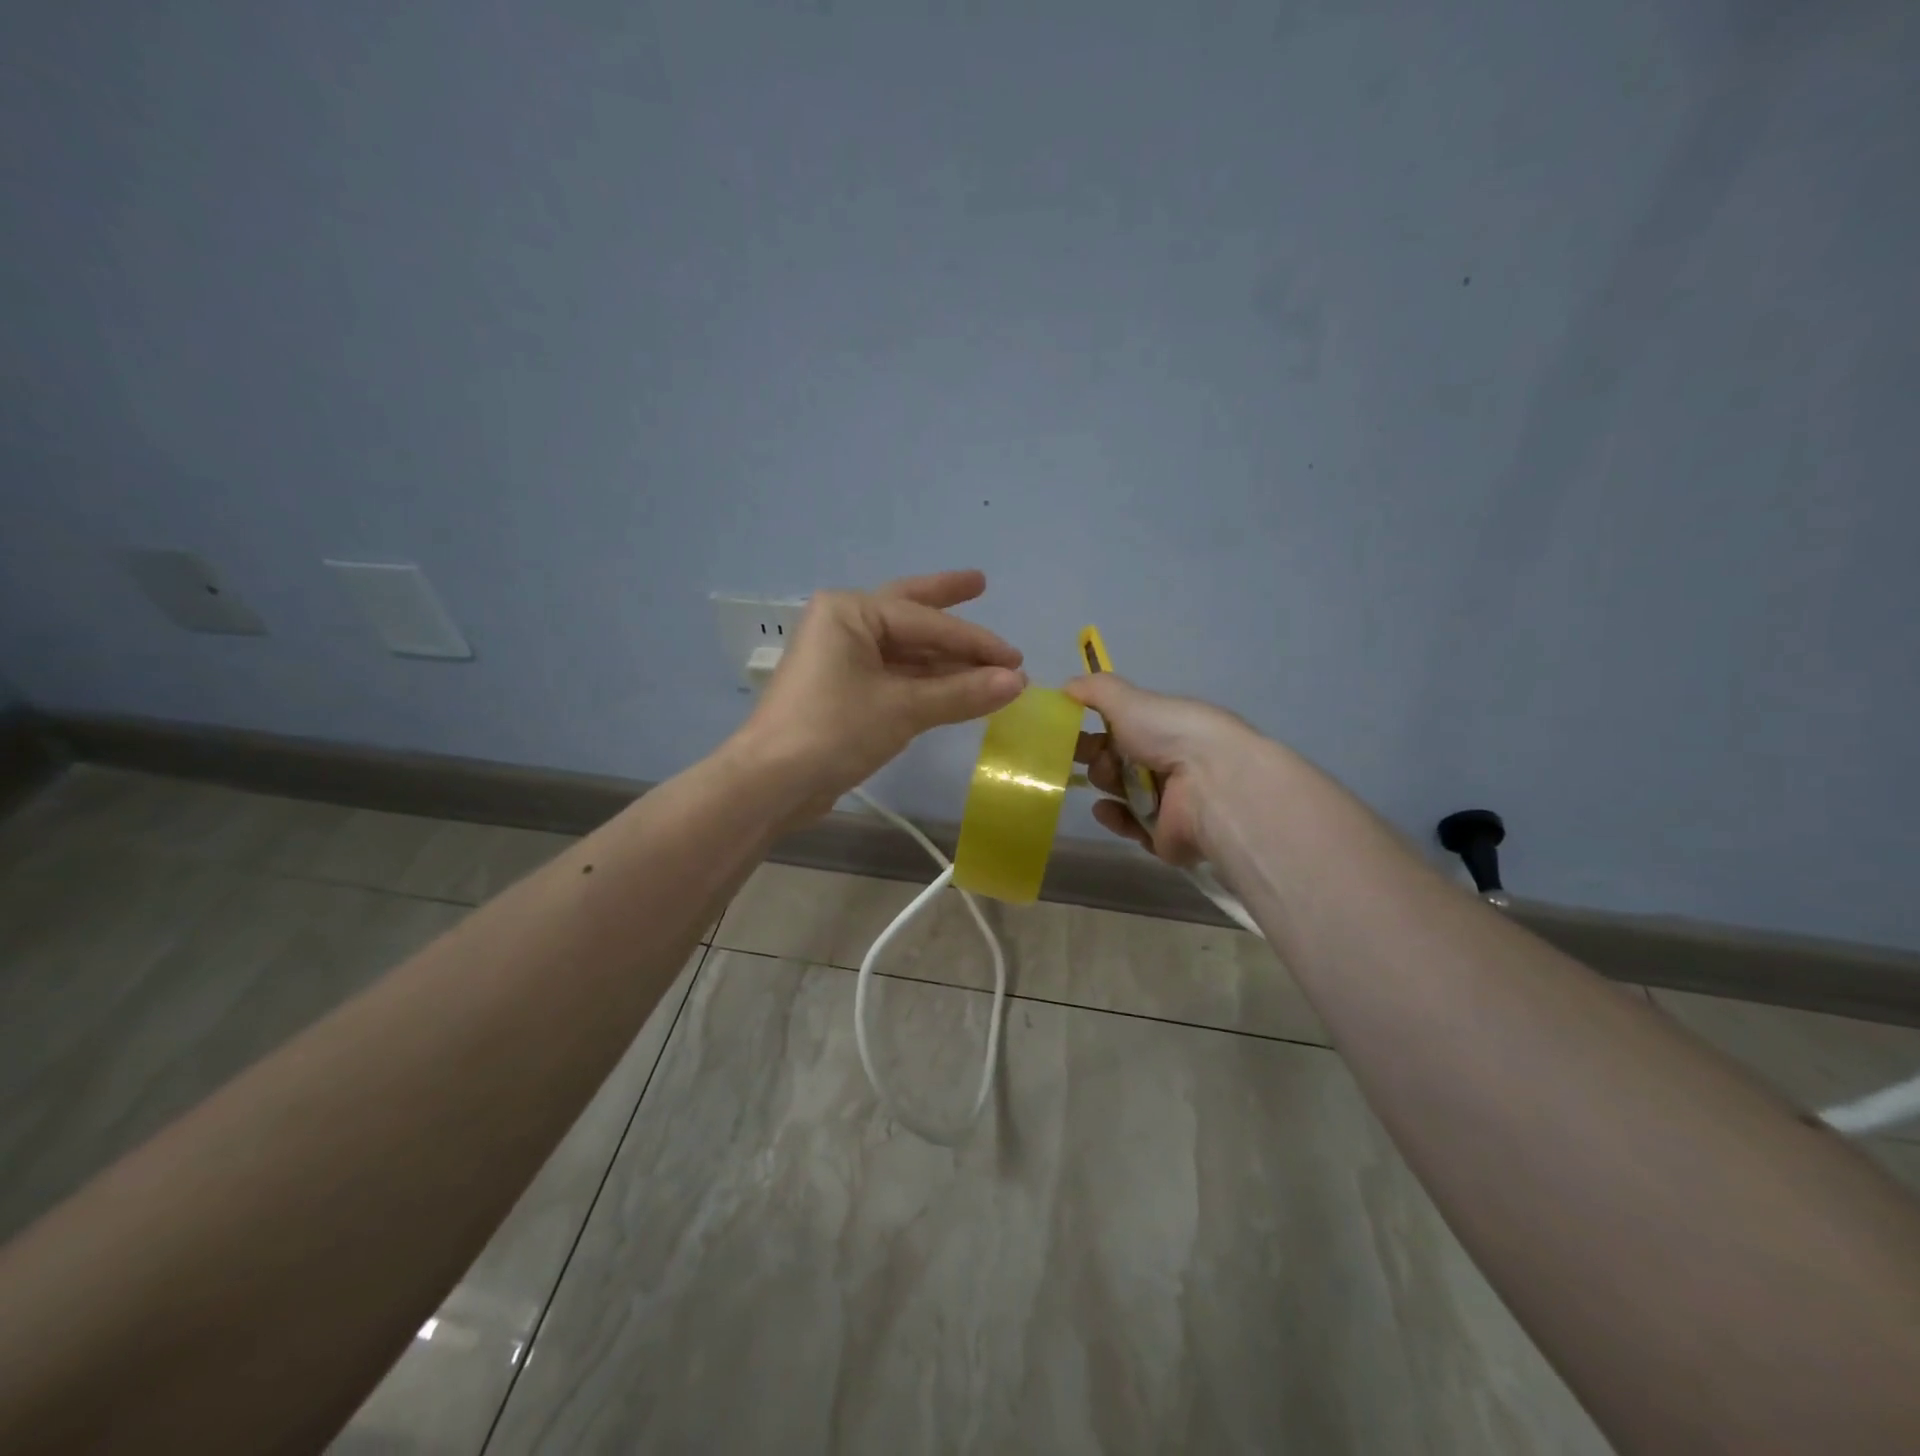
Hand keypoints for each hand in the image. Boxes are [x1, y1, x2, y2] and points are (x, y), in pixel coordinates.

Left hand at [738, 570, 1025, 812]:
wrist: (771, 783)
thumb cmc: (834, 731)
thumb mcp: (903, 709)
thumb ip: (962, 692)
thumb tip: (1017, 682)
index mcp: (850, 612)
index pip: (927, 622)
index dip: (976, 640)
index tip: (1017, 659)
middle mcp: (843, 624)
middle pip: (909, 611)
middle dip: (946, 602)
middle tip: (981, 582)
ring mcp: (840, 658)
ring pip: (904, 649)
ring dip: (944, 658)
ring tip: (988, 661)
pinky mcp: (842, 690)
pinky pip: (894, 675)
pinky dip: (926, 681)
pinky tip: (956, 685)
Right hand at [1067, 674, 1256, 866]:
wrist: (1209, 784)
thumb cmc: (1169, 734)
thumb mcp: (1127, 699)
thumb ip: (1094, 690)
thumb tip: (1065, 687)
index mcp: (1164, 727)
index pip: (1123, 728)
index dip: (1095, 728)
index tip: (1068, 731)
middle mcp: (1169, 761)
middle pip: (1119, 762)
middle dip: (1099, 758)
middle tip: (1095, 758)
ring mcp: (1168, 801)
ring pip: (1122, 794)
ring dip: (1106, 785)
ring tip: (1107, 781)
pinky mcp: (1165, 835)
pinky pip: (1131, 827)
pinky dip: (1115, 818)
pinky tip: (1105, 808)